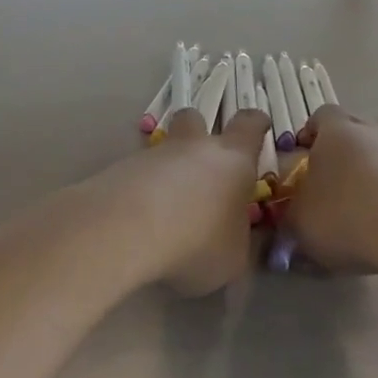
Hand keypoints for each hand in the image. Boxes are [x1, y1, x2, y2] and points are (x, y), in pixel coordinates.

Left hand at [76, 107, 272, 295]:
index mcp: (232, 159)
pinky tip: (139, 221)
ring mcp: (153, 155)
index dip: (256, 123)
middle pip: (196, 118)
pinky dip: (141, 190)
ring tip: (166, 209)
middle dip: (199, 132)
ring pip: (163, 149)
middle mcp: (193, 147)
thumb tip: (238, 237)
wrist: (125, 232)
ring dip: (167, 169)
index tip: (258, 127)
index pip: (250, 124)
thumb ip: (240, 242)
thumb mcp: (234, 258)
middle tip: (203, 162)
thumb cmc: (197, 242)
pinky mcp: (119, 169)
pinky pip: (136, 174)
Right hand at [280, 105, 377, 272]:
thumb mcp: (299, 221)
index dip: (309, 135)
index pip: (320, 116)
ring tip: (357, 215)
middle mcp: (372, 132)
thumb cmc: (345, 215)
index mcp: (337, 130)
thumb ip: (289, 212)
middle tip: (326, 187)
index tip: (300, 161)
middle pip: (352, 134)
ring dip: (368, 178)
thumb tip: (291, 213)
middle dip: (339, 156)